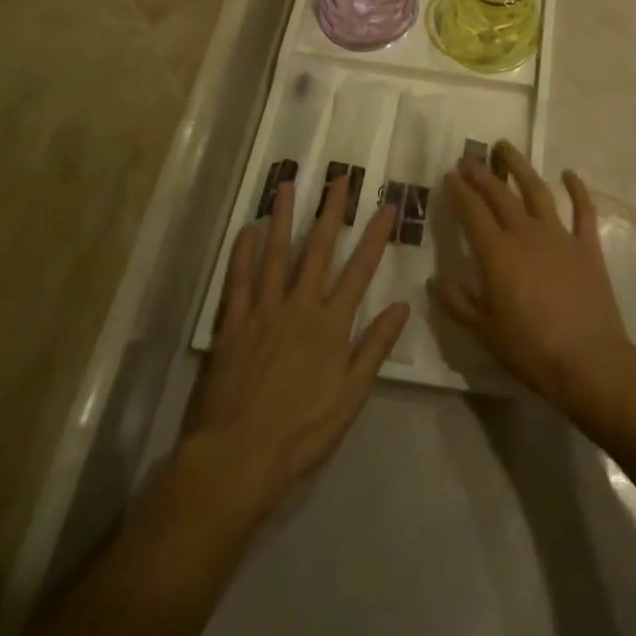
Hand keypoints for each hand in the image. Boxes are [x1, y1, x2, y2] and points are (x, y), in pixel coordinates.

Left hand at [183, 176, 408, 517]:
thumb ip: (374, 348)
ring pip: (276, 253)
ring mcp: (263, 310)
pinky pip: (238, 279)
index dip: (375, 237)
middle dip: (331, 211)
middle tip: (338, 178)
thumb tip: (402, 306)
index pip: (360, 270)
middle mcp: (299, 306)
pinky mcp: (233, 323)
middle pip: (319, 249)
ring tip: (287, 185)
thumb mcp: (350, 397)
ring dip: (283, 217)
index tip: (387, 206)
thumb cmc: (301, 432)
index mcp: (331, 324)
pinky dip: (243, 252)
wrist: (238, 457)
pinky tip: (248, 229)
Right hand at [432, 143, 635, 431]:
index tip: (450, 174)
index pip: (473, 212)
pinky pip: (582, 210)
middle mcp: (525, 233)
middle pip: (500, 195)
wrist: (590, 361)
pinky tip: (568, 173)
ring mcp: (559, 236)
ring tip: (506, 147)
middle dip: (482, 174)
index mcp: (497, 253)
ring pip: (536, 191)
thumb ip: (457, 302)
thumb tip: (435, 278)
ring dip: (520, 167)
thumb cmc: (531, 349)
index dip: (460, 191)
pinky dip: (576, 188)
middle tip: (469, 158)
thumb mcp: (484, 331)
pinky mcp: (587, 245)